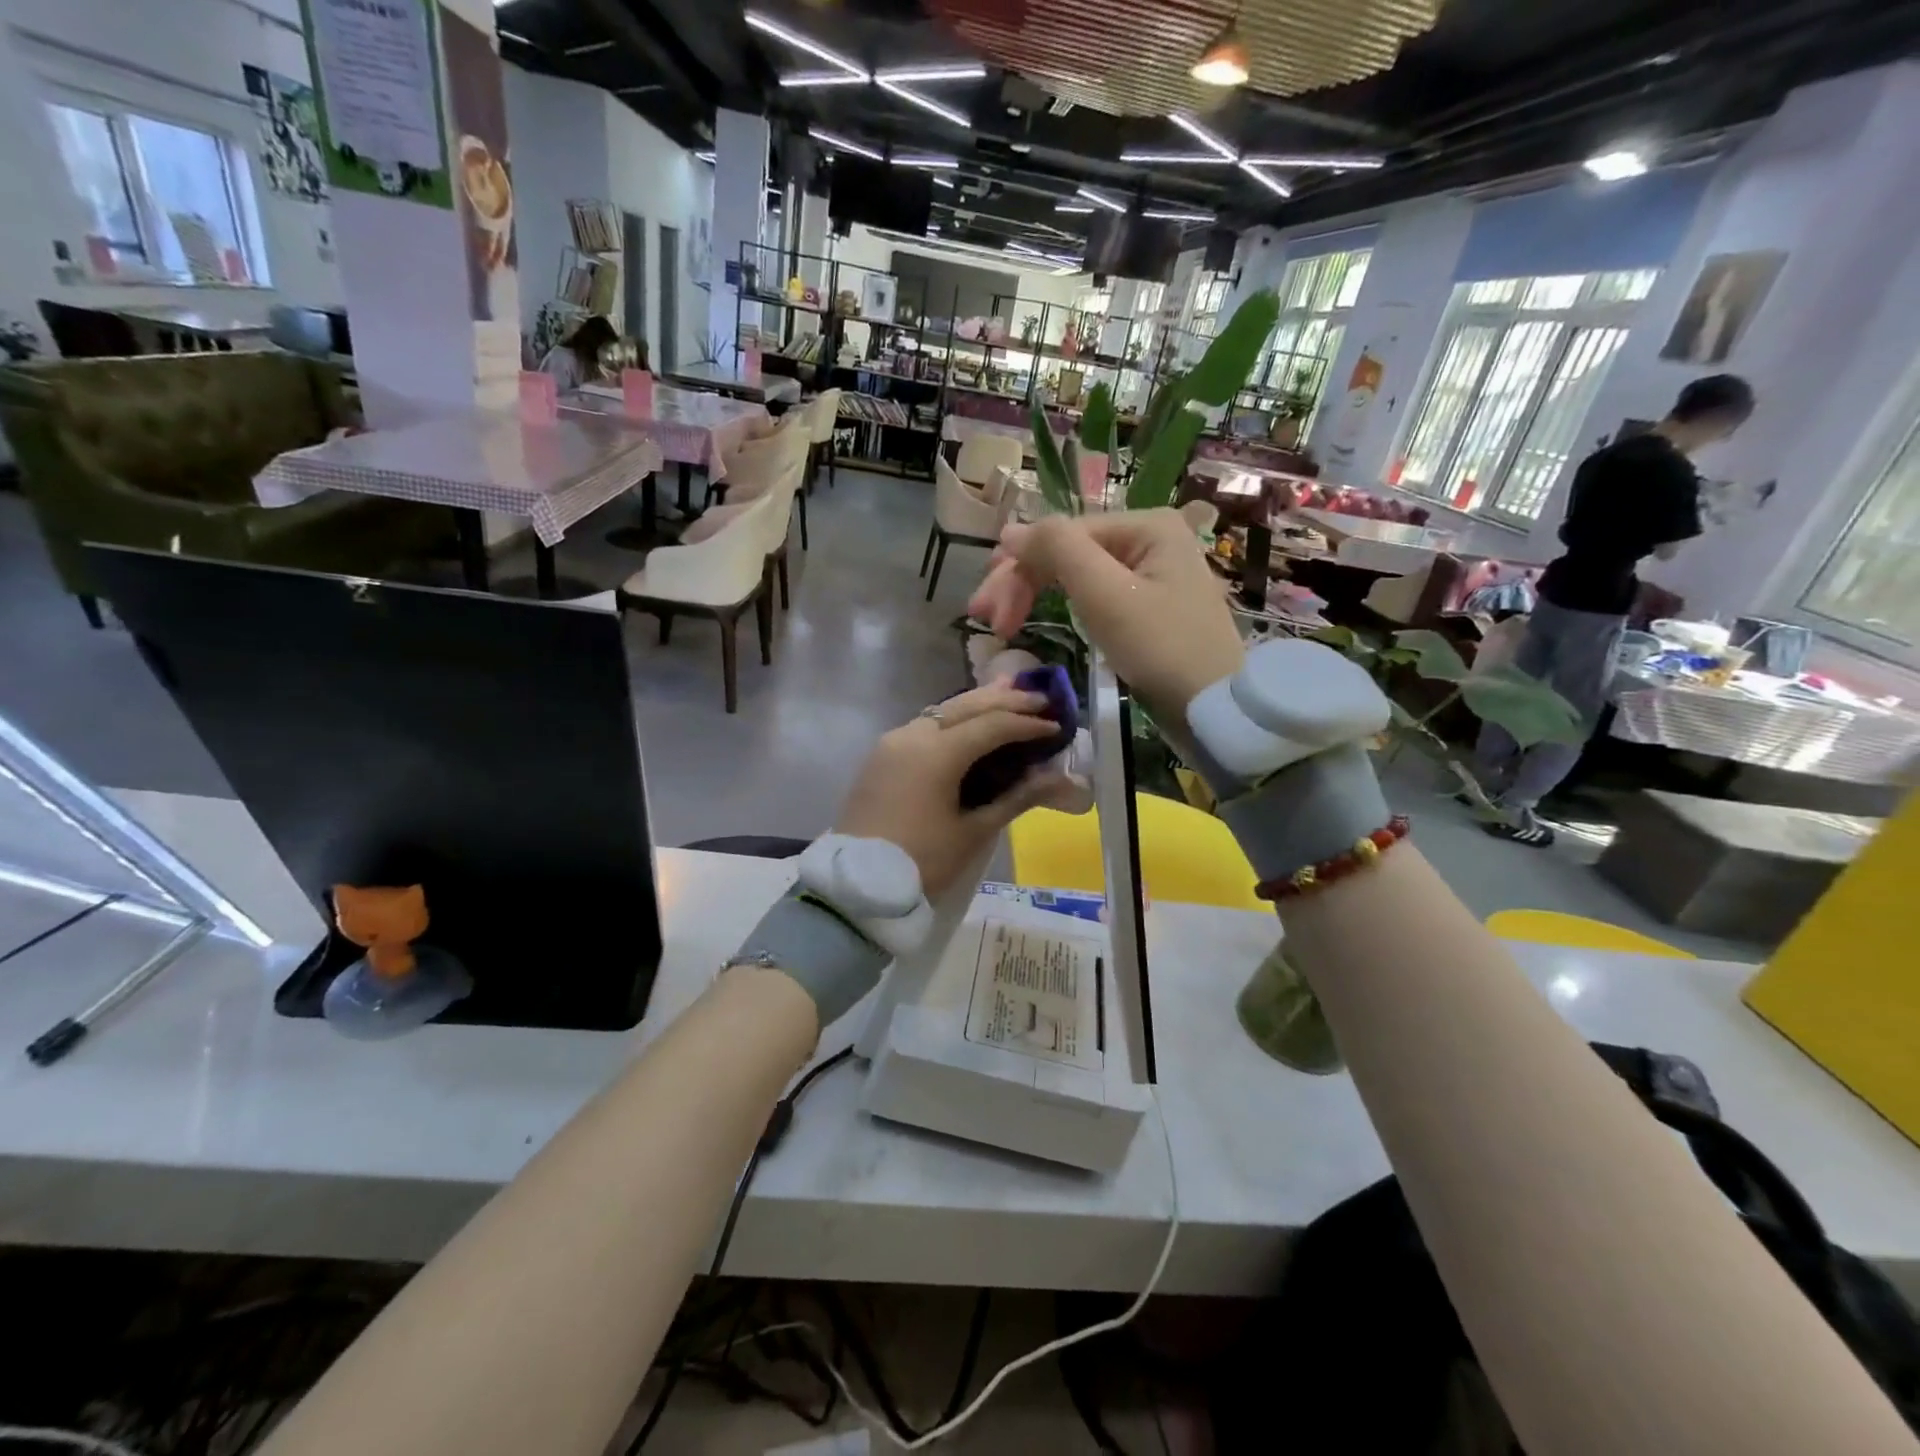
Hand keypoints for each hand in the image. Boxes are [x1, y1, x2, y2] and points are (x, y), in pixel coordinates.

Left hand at [835, 682, 1073, 896]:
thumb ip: (1016, 798)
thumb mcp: (973, 833)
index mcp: (937, 752)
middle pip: (966, 706)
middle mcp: (913, 735)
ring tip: (1009, 694)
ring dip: (977, 703)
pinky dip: (953, 719)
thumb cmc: (922, 862)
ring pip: (943, 710)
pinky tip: (970, 722)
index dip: (1027, 724)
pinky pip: (925, 724)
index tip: (1056, 726)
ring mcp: (893, 742)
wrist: (857, 883)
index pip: (992, 726)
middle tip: (1041, 699)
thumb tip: (1058, 778)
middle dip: (1005, 701)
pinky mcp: (882, 755)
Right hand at [968, 510, 1244, 720]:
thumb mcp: (1105, 594)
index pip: (1062, 535)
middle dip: (1022, 582)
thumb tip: (1010, 531)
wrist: (1214, 709)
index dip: (1017, 569)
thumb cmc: (1161, 648)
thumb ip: (1058, 549)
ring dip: (1035, 594)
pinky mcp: (1147, 604)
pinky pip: (1093, 593)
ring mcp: (1150, 571)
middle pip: (1067, 551)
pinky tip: (1039, 616)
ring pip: (1076, 574)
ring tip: (1001, 624)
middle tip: (983, 618)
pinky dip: (1062, 606)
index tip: (984, 613)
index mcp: (1145, 524)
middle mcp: (1149, 538)